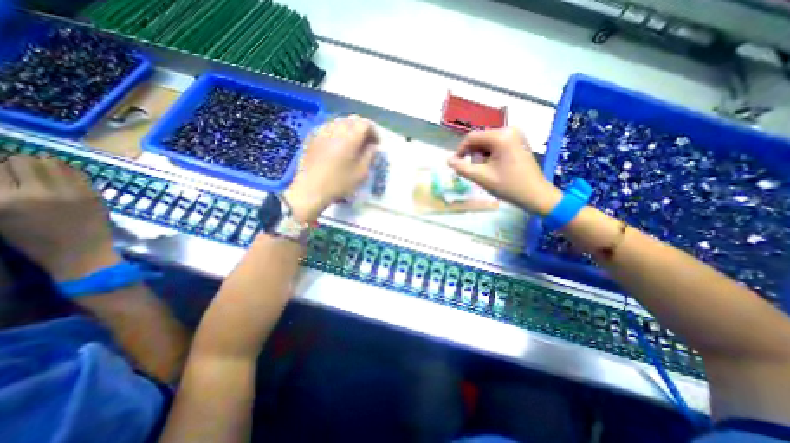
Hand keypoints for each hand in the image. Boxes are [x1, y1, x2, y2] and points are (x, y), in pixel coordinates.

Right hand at [0, 156, 118, 280]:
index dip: (1, 167)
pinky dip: (69, 171)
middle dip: (21, 163)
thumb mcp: (0, 218)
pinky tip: (65, 177)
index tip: (6, 172)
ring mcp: (70, 193)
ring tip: (45, 172)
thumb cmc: (36, 241)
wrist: (80, 253)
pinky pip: (78, 173)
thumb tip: (4, 170)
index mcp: (4, 200)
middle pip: (24, 160)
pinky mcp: (93, 195)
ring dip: (46, 164)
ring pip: (53, 162)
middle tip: (25, 172)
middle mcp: (37, 193)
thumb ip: (1, 193)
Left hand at [288, 116, 378, 222]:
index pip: (365, 124)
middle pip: (352, 120)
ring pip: (339, 122)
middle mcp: (335, 129)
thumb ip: (369, 155)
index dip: (374, 131)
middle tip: (366, 142)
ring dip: (349, 129)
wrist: (311, 189)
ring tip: (352, 142)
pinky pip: (328, 127)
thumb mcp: (361, 173)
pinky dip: (337, 132)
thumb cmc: (339, 183)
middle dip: (362, 129)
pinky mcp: (312, 137)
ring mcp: (322, 131)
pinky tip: (337, 144)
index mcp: (350, 137)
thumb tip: (372, 146)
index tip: (376, 143)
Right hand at [446, 126, 565, 214]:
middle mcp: (509, 130)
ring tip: (486, 171)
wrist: (535, 195)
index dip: (460, 151)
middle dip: (473, 155)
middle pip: (480, 139)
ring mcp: (516, 135)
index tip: (456, 165)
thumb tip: (448, 160)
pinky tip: (494, 167)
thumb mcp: (481, 177)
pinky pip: (497, 145)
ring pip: (487, 143)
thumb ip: (461, 168)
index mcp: (501, 136)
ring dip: (482, 156)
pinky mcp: (518, 141)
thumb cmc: (508, 186)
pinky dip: (490, 155)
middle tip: (475, 171)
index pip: (471, 137)